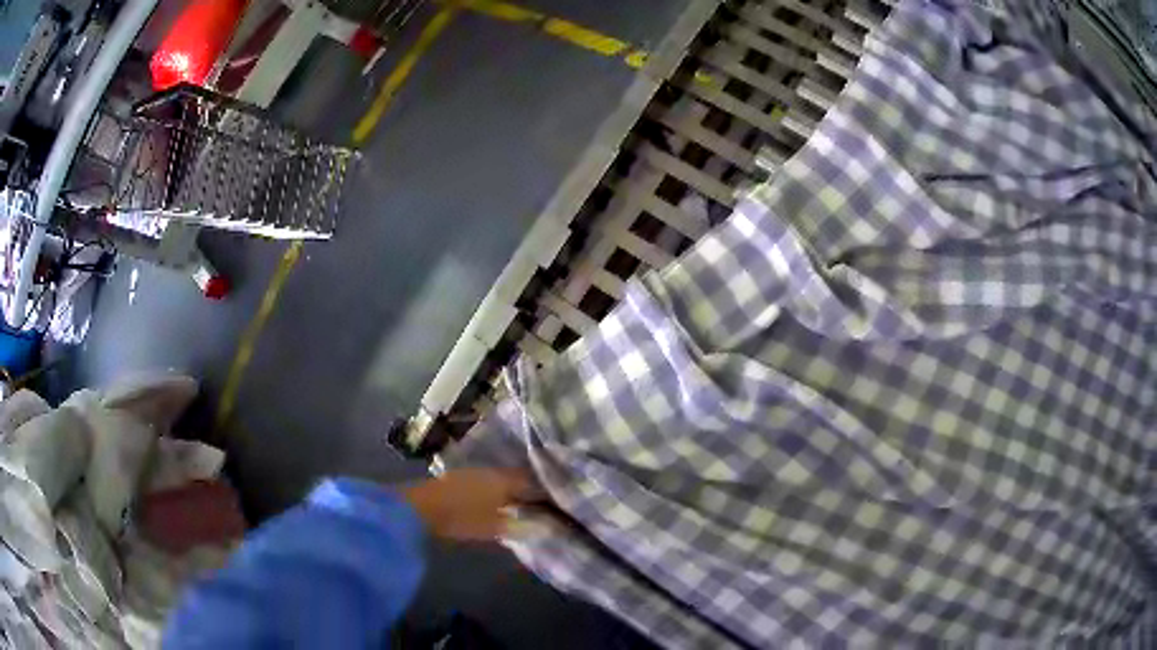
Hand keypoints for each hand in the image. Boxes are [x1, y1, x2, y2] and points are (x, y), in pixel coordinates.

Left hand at [401, 468, 543, 540]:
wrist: (417, 509)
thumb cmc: (459, 517)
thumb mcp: (493, 526)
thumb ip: (520, 526)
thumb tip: (546, 527)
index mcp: (505, 478)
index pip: (536, 482)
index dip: (550, 491)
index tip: (565, 501)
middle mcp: (495, 470)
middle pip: (523, 478)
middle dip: (537, 489)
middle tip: (554, 503)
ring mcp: (477, 472)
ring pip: (508, 479)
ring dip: (519, 489)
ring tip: (533, 504)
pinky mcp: (463, 479)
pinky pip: (493, 482)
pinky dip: (504, 491)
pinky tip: (507, 502)